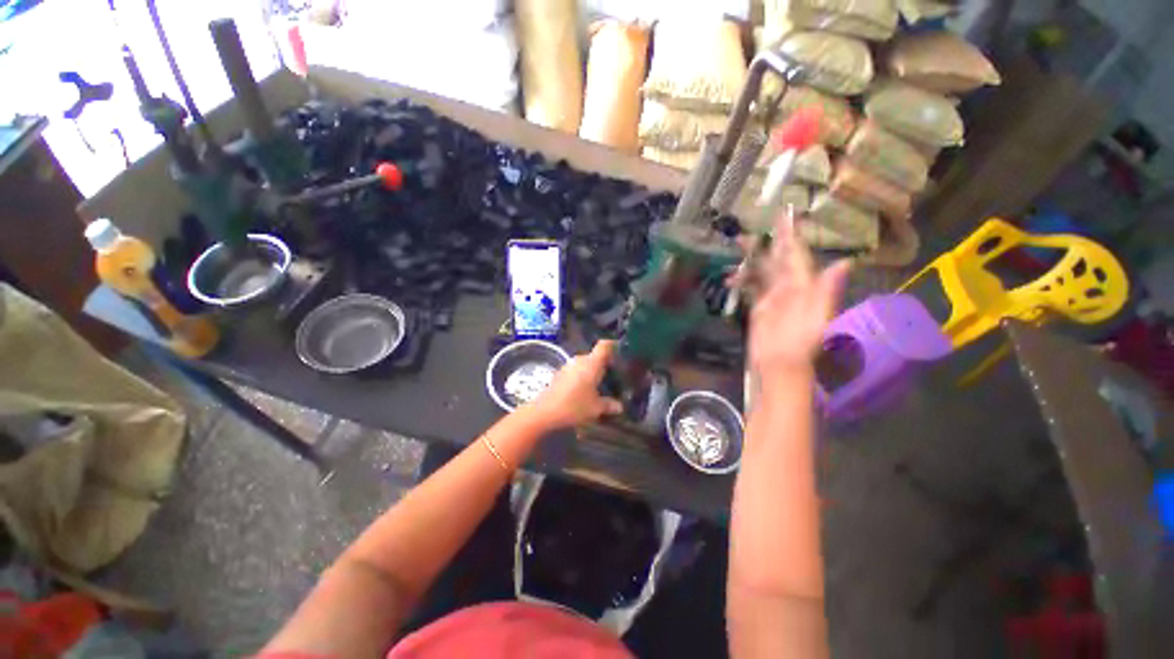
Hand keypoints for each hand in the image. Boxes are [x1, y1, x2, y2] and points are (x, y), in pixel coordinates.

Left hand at [527, 340, 622, 429]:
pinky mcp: (560, 374)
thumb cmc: (574, 406)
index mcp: (592, 363)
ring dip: (592, 372)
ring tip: (600, 385)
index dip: (613, 346)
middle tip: (614, 376)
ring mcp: (568, 366)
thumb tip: (620, 406)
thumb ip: (609, 405)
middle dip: (604, 364)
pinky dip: (582, 377)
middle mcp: (580, 360)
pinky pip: (576, 371)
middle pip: (595, 356)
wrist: (544, 412)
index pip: (604, 345)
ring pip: (585, 364)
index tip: (621, 353)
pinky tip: (584, 391)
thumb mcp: (596, 408)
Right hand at [742, 212, 849, 380]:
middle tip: (750, 229)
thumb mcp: (819, 318)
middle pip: (776, 259)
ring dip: (749, 259)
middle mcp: (789, 287)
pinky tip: (730, 279)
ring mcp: (773, 297)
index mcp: (803, 285)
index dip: (790, 235)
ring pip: (761, 271)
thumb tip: (844, 263)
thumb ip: (827, 291)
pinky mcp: (760, 308)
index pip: (795, 255)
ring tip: (735, 247)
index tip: (783, 216)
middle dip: (765, 242)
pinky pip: (751, 287)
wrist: (782, 365)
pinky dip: (741, 280)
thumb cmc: (801, 343)